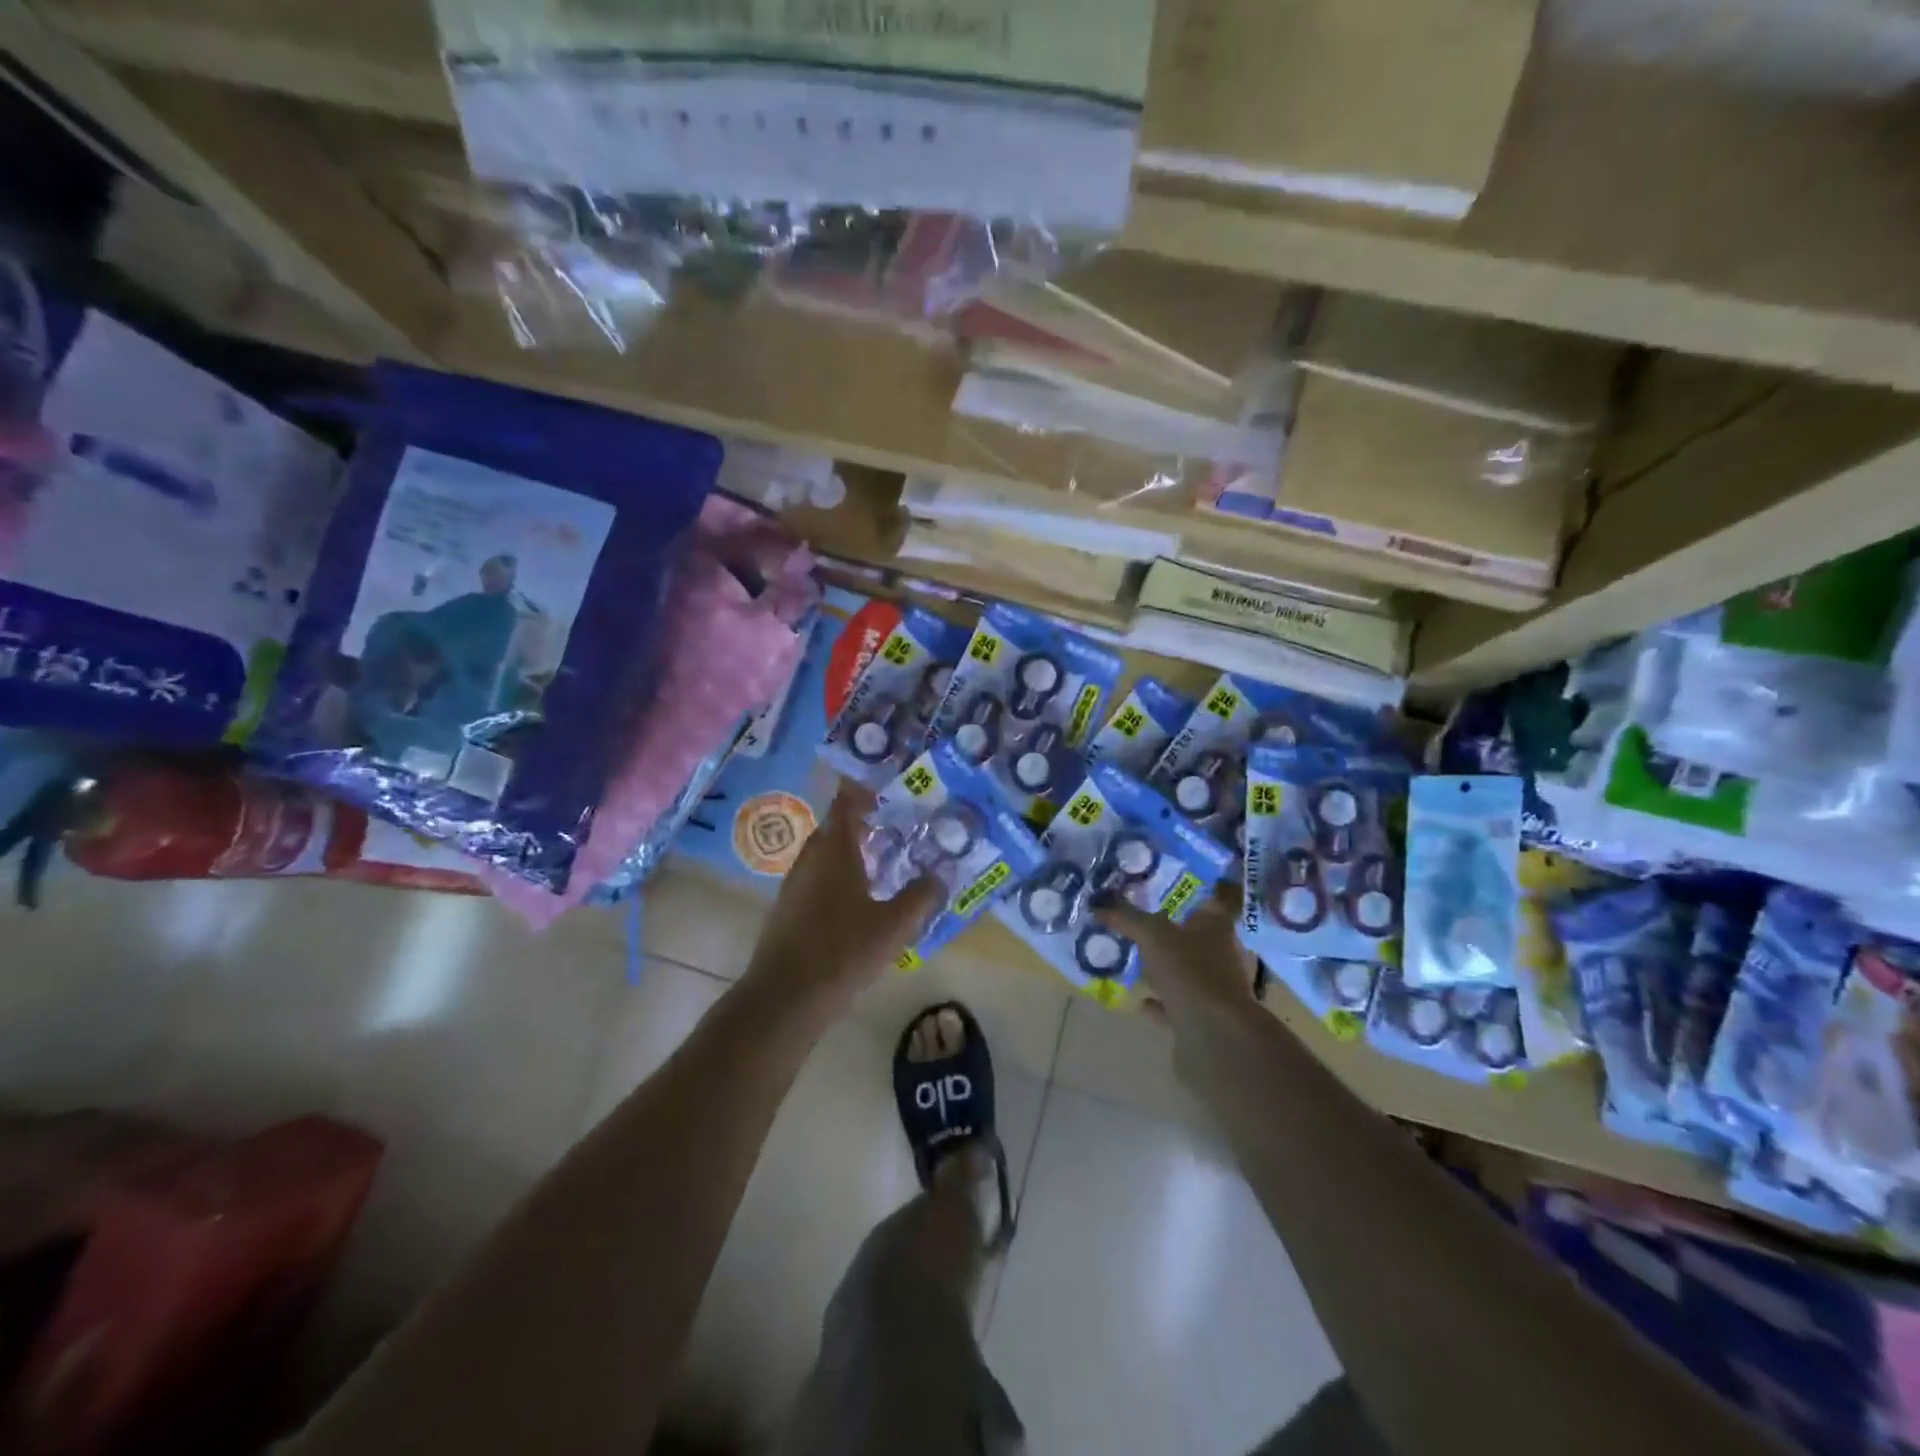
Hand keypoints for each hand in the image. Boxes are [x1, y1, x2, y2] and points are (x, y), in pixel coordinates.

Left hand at [744, 782, 942, 1013]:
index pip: (847, 802)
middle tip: (896, 825)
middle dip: (864, 822)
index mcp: (834, 850)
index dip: (865, 789)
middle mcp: (811, 859)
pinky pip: (818, 879)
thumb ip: (921, 896)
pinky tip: (859, 899)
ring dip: (851, 851)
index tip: (889, 786)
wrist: (783, 999)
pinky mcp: (788, 910)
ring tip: (883, 860)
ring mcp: (795, 885)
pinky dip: (840, 876)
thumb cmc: (842, 952)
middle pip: (836, 827)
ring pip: (826, 855)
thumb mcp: (894, 926)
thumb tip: (941, 875)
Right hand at [1093, 893, 1258, 1027]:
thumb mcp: (1152, 936)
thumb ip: (1126, 917)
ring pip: (1185, 971)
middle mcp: (1221, 954)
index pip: (1204, 900)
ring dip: (1163, 968)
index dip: (1182, 892)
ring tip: (1134, 961)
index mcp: (1217, 927)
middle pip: (1193, 936)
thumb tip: (1098, 903)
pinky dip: (1161, 1002)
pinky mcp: (1205, 1018)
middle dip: (1167, 932)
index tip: (1156, 888)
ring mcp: (1215, 988)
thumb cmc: (1189, 972)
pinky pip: (1178, 1004)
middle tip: (1136, 924)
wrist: (1215, 1035)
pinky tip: (1141, 1001)